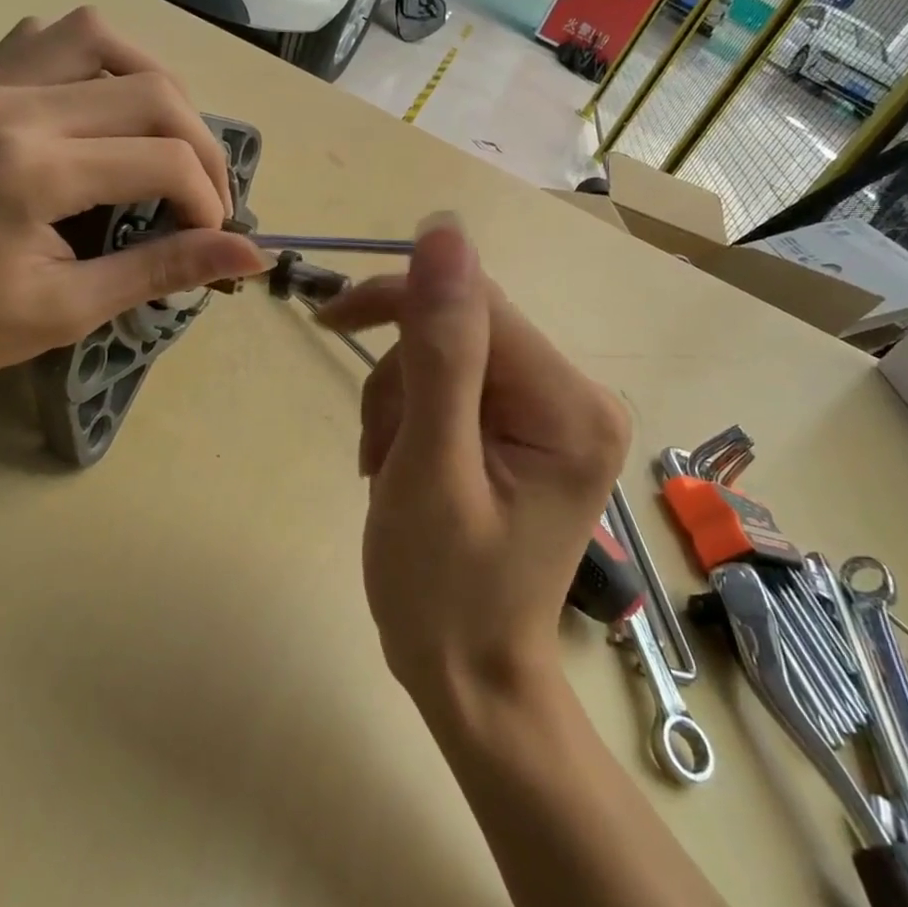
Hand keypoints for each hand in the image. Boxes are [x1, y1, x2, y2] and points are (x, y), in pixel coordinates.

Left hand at [0, 8, 267, 382]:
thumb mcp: (65, 311)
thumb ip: (161, 270)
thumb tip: (251, 256)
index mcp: (34, 170)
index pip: (165, 159)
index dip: (208, 203)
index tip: (207, 245)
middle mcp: (15, 104)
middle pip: (153, 90)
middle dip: (201, 148)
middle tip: (202, 202)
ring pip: (104, 39)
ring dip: (157, 88)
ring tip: (166, 144)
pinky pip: (50, 37)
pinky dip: (98, 63)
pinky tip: (104, 111)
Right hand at [315, 217, 629, 716]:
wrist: (469, 676)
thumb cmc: (443, 591)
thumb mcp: (430, 467)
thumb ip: (440, 349)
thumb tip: (444, 230)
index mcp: (569, 403)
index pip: (475, 303)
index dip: (399, 300)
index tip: (329, 321)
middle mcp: (578, 395)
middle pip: (463, 326)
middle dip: (400, 376)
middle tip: (376, 447)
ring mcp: (557, 412)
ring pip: (450, 353)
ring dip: (400, 401)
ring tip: (388, 468)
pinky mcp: (530, 428)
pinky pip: (458, 384)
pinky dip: (414, 416)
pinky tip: (403, 463)